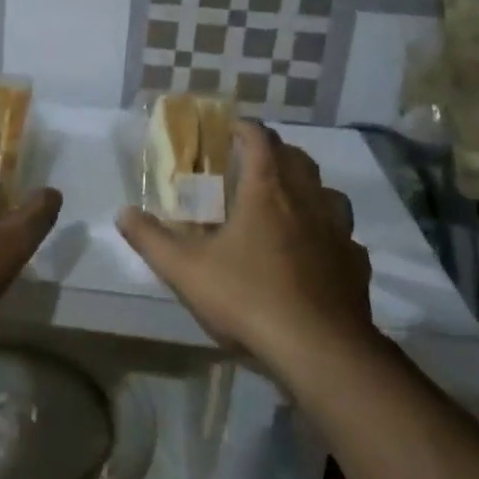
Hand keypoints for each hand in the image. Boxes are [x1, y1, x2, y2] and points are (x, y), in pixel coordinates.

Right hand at [117, 121, 375, 376]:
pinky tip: (314, 253)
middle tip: (251, 163)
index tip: (228, 129)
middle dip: (275, 152)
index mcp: (266, 191)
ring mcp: (338, 232)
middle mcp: (307, 201)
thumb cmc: (247, 298)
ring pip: (328, 193)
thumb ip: (150, 239)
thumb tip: (123, 212)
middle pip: (298, 158)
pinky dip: (327, 233)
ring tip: (287, 202)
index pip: (260, 140)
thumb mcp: (184, 270)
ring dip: (308, 188)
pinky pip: (344, 236)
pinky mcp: (356, 265)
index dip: (244, 128)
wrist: (319, 350)